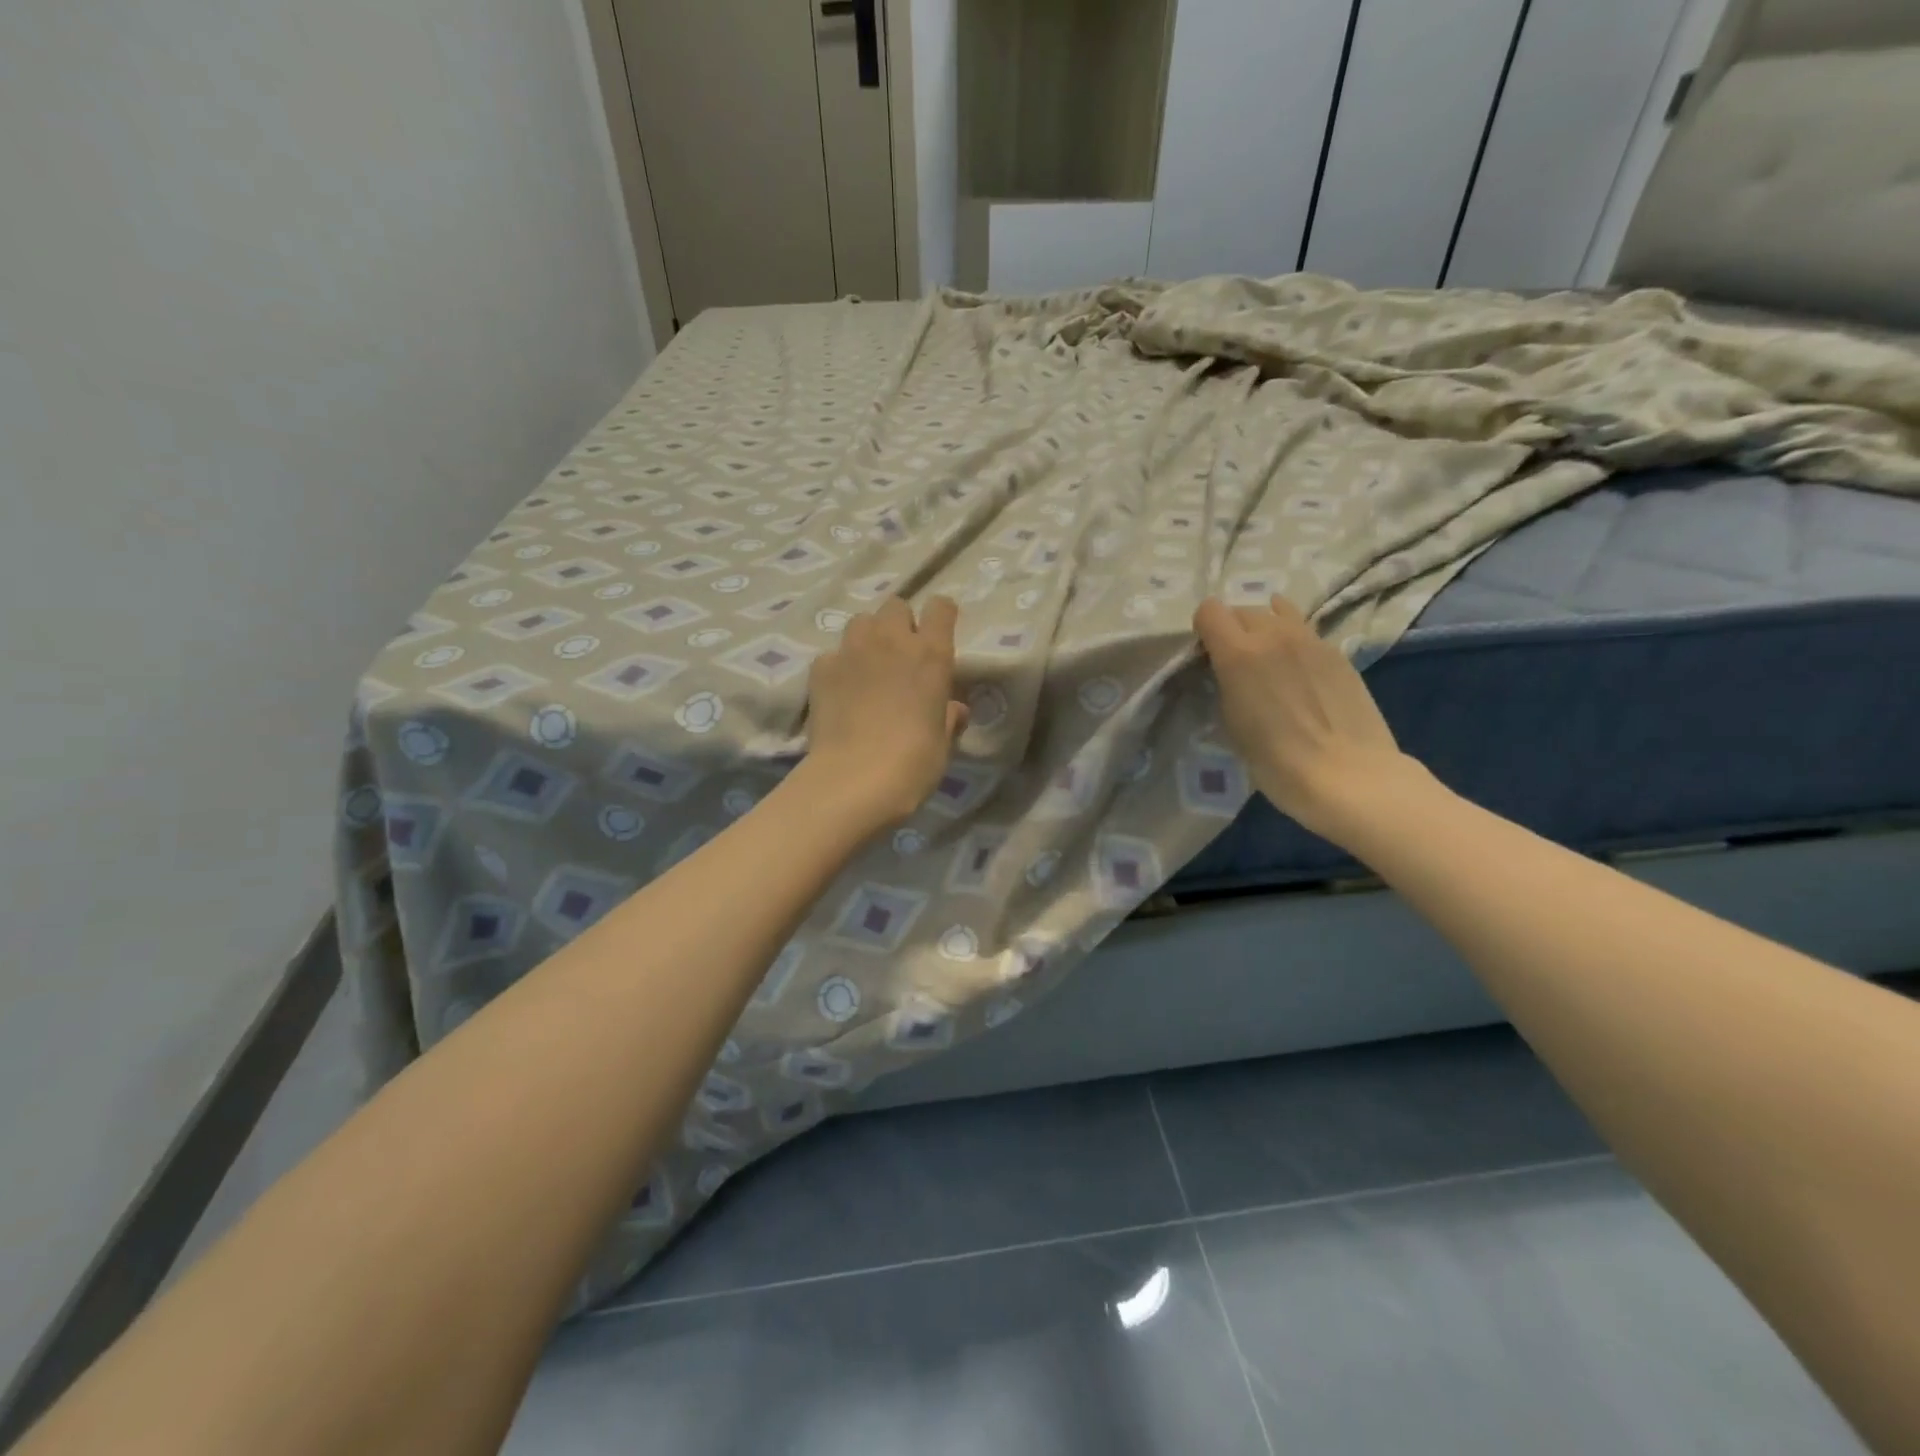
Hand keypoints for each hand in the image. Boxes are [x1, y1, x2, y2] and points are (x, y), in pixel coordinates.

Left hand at [801, 595, 968, 827]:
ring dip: (868, 637)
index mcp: (931, 654)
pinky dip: (839, 666)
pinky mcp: (820, 668)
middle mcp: (891, 640)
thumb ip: (947, 717)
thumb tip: (954, 709)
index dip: (941, 616)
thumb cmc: (913, 762)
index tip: (939, 634)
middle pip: (896, 605)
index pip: (940, 607)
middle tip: (900, 656)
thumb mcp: (942, 743)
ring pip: (861, 622)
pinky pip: (832, 654)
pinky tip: (840, 692)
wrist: (855, 779)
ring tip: (868, 667)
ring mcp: (851, 650)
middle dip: (899, 624)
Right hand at [1194, 594, 1421, 845]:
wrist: (1347, 774)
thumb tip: (1226, 671)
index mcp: (1239, 652)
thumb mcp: (1231, 722)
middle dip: (1233, 629)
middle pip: (1243, 609)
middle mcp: (1274, 634)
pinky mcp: (1338, 652)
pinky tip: (1299, 672)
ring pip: (1278, 612)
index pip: (1209, 610)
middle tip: (1236, 663)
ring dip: (1266, 628)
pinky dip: (1294, 642)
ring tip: (1269, 659)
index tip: (1206, 656)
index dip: (1203, 631)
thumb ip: (1224, 683)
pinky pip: (1305, 631)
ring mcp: (1311, 639)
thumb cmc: (1276, 760)